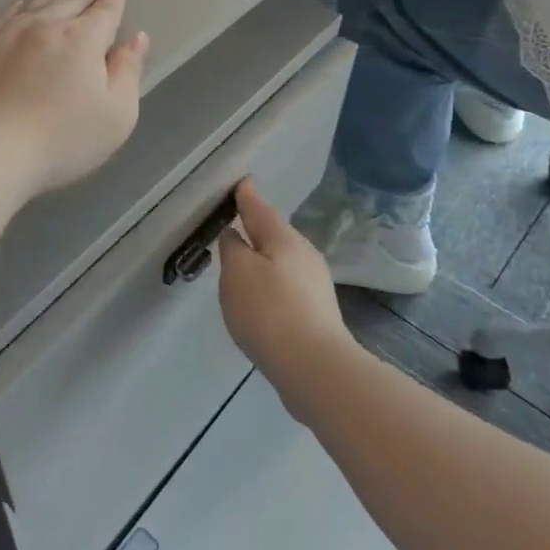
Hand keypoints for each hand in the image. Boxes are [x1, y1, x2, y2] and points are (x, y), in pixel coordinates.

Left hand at [0, 0, 148, 199]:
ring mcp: (4, 35)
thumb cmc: (60, 140)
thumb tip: (136, 39)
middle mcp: (43, 27)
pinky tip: (17, 6)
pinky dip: (15, 7)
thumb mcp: (115, 115)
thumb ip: (128, 73)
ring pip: (34, 3)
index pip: (104, 13)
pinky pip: (0, 18)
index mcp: (82, 40)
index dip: (112, 0)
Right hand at [217, 178, 353, 419]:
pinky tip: (260, 298)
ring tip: (242, 262)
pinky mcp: (316, 312)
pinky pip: (286, 285)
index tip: (240, 182)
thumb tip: (235, 235)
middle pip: (274, 234)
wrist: (314, 367)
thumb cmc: (269, 310)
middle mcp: (304, 255)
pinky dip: (270, 283)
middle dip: (255, 228)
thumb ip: (232, 248)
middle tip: (235, 221)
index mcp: (284, 238)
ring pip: (281, 260)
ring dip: (262, 258)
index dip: (246, 195)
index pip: (259, 208)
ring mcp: (314, 285)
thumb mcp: (237, 272)